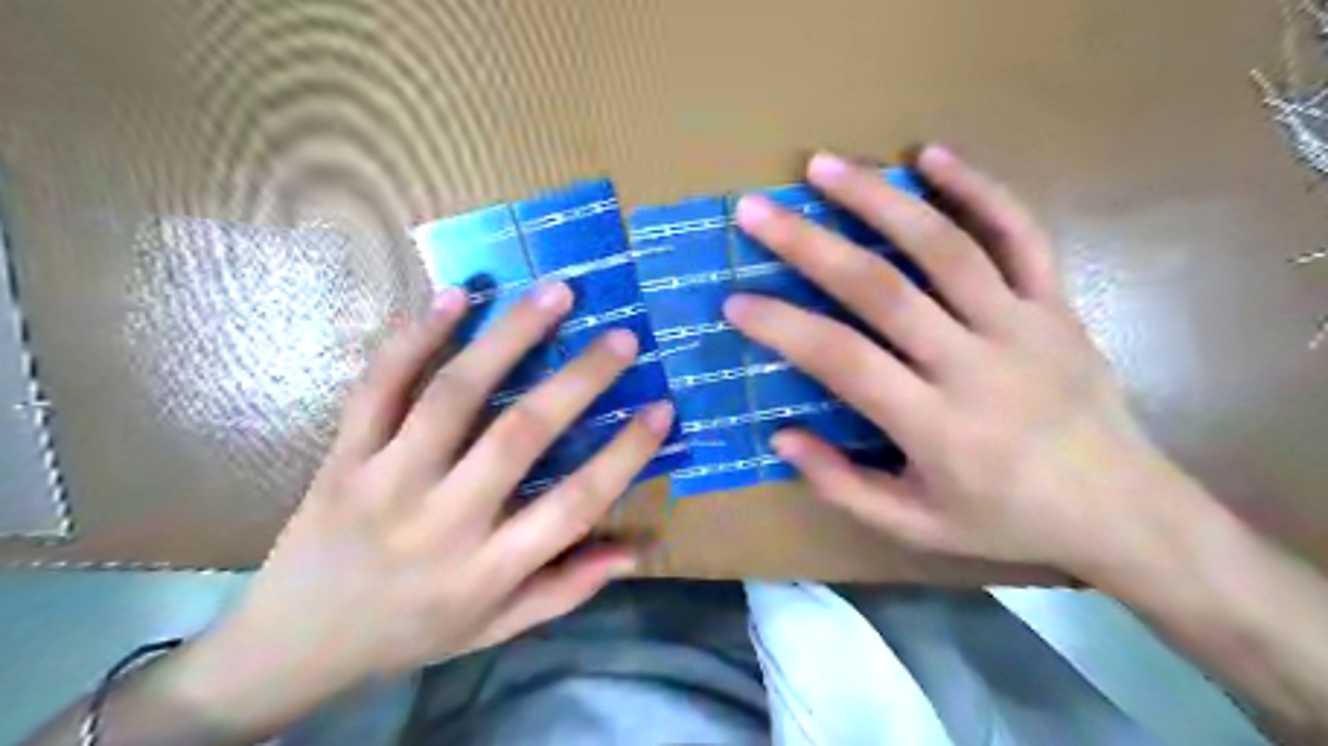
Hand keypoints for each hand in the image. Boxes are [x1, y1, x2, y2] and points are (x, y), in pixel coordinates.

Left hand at [167, 284, 674, 733]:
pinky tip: (457, 295)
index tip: (663, 408)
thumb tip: (640, 548)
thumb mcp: (497, 628)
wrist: (292, 644)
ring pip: (452, 395)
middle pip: (518, 436)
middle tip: (622, 336)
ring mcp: (385, 479)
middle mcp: (441, 519)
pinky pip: (379, 385)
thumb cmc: (412, 632)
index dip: (625, 454)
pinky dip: (416, 336)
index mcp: (487, 569)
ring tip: (554, 293)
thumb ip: (569, 586)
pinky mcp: (344, 454)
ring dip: (508, 336)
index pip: (573, 505)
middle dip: (579, 380)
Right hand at [726, 145, 1182, 574]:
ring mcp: (1022, 325)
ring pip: (945, 246)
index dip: (784, 327)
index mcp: (937, 426)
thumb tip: (781, 437)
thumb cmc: (1006, 520)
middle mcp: (976, 364)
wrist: (1122, 509)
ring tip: (825, 167)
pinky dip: (978, 188)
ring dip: (880, 199)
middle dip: (811, 244)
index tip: (736, 301)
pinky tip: (932, 155)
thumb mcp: (915, 527)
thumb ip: (843, 486)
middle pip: (883, 288)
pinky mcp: (1055, 304)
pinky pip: (1019, 233)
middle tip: (759, 211)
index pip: (844, 360)